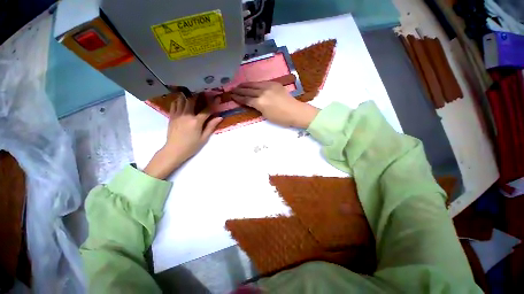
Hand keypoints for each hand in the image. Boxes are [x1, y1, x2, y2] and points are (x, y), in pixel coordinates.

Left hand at [143, 95, 222, 178]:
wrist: (174, 150)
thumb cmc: (191, 146)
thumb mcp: (204, 138)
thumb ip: (211, 126)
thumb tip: (220, 117)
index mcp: (196, 121)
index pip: (206, 110)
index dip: (213, 103)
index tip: (217, 98)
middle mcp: (186, 115)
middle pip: (192, 100)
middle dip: (199, 95)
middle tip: (203, 91)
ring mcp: (177, 115)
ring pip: (182, 100)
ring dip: (188, 96)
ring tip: (192, 93)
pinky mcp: (171, 116)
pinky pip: (174, 104)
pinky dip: (178, 100)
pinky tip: (182, 100)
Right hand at [230, 81, 318, 127]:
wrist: (295, 111)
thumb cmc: (281, 118)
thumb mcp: (266, 115)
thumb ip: (257, 107)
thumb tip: (251, 102)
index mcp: (260, 102)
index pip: (246, 99)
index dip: (238, 97)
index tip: (232, 95)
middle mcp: (263, 92)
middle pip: (248, 90)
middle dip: (239, 90)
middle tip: (232, 89)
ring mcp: (269, 86)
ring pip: (254, 84)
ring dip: (246, 85)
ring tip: (239, 85)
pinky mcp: (275, 84)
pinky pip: (262, 82)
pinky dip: (255, 84)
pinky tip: (252, 84)